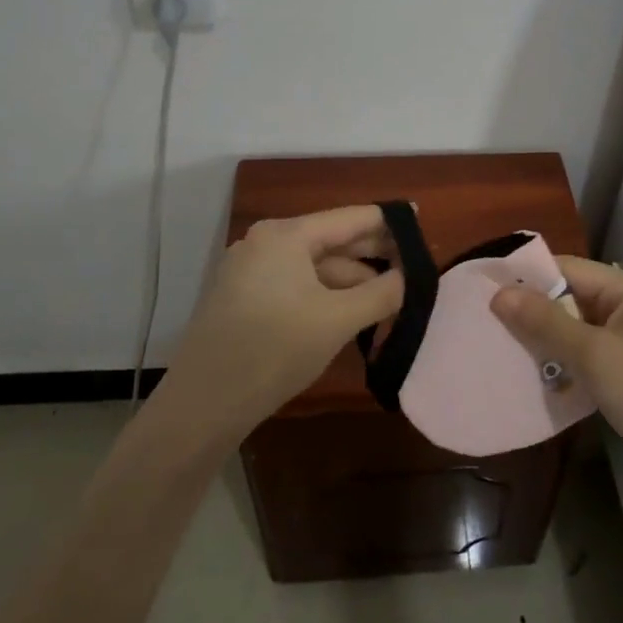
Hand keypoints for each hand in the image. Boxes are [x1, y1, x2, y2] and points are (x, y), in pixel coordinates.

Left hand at [171, 205, 403, 437]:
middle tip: (413, 269)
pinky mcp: (243, 298)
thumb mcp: (337, 320)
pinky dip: (325, 295)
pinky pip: (295, 285)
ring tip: (388, 300)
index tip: (419, 222)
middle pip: (331, 241)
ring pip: (314, 267)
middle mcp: (265, 242)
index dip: (387, 222)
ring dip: (350, 282)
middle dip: (372, 256)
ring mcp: (249, 270)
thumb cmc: (275, 350)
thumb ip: (381, 293)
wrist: (203, 403)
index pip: (350, 219)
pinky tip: (349, 313)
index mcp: (286, 235)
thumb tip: (406, 277)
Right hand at [490, 258, 622, 494]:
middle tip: (493, 326)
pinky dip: (569, 359)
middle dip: (536, 311)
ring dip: (550, 338)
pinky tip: (543, 375)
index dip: (529, 278)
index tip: (488, 293)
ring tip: (510, 350)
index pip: (569, 268)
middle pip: (574, 295)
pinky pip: (593, 351)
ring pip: (581, 325)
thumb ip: (545, 321)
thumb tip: (499, 293)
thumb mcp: (592, 355)